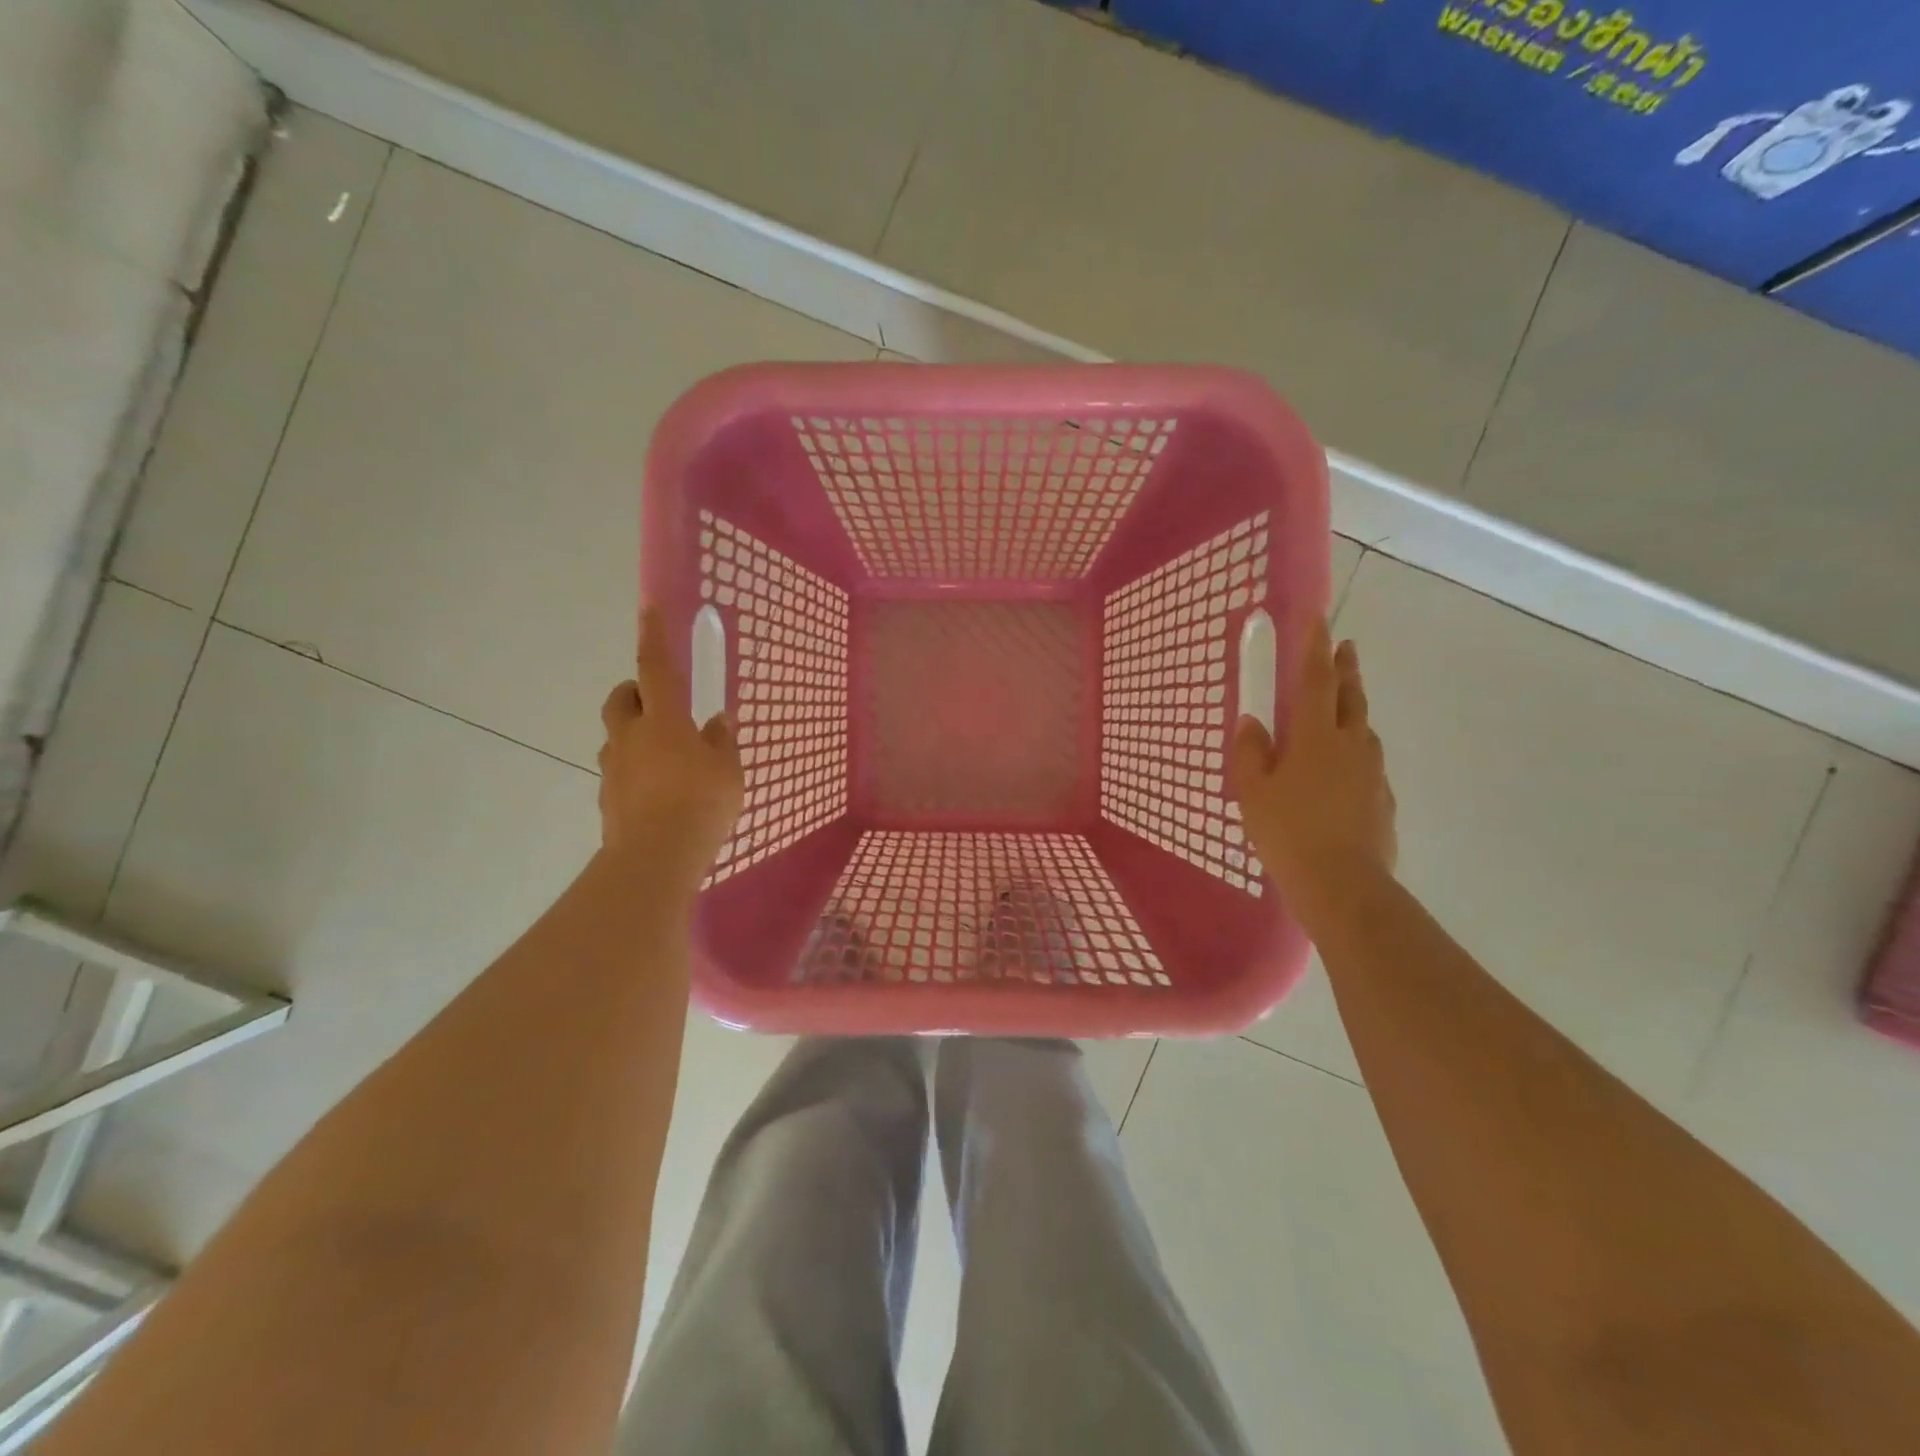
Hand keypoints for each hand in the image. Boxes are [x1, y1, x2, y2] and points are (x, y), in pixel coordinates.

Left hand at [597, 606, 743, 885]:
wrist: (655, 860)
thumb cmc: (700, 805)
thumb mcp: (728, 771)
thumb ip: (721, 742)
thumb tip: (717, 722)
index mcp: (664, 721)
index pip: (657, 668)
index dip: (654, 636)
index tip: (648, 608)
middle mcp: (631, 737)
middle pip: (621, 700)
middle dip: (635, 692)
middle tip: (661, 705)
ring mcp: (615, 769)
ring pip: (618, 737)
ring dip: (636, 735)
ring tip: (669, 758)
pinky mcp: (609, 799)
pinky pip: (620, 772)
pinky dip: (636, 771)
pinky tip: (661, 793)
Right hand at [1230, 619, 1396, 922]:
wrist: (1343, 885)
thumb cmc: (1288, 832)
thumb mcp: (1253, 792)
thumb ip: (1250, 752)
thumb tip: (1253, 722)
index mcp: (1316, 737)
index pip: (1316, 680)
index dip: (1315, 647)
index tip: (1319, 618)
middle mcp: (1352, 745)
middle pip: (1351, 696)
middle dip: (1346, 669)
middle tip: (1346, 647)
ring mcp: (1373, 773)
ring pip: (1364, 729)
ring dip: (1354, 710)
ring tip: (1342, 709)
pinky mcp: (1383, 800)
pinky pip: (1368, 763)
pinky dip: (1356, 752)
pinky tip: (1344, 771)